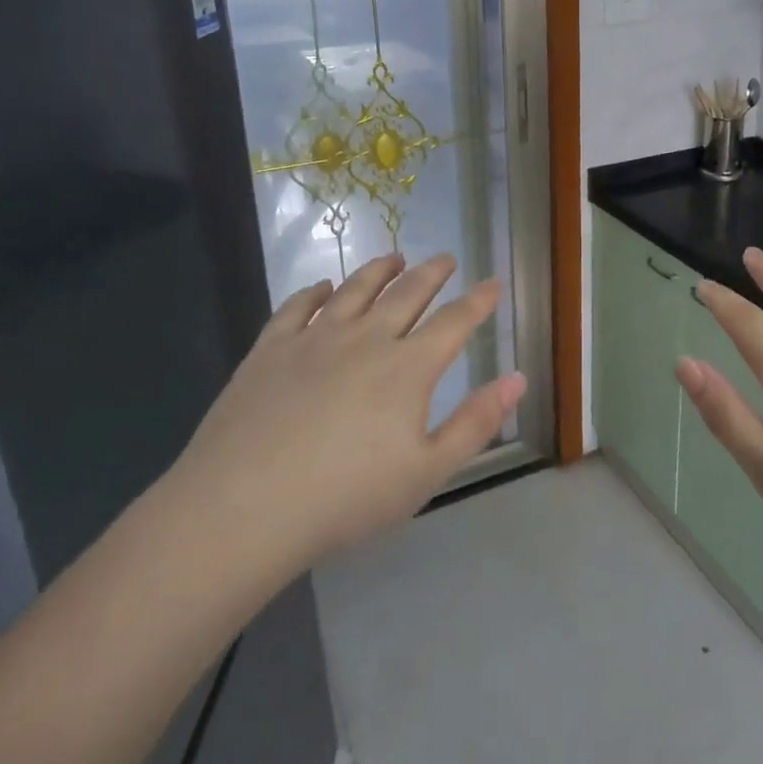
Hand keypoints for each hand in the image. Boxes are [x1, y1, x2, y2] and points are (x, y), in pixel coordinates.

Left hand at [168, 253, 524, 569]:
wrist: (245, 506)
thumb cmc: (346, 497)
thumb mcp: (427, 472)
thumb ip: (476, 423)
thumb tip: (517, 378)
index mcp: (407, 368)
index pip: (453, 322)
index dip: (477, 302)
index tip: (491, 284)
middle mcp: (365, 339)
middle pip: (407, 294)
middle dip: (431, 273)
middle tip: (445, 258)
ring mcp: (315, 338)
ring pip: (355, 290)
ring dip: (379, 270)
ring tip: (394, 257)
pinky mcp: (271, 348)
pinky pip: (298, 307)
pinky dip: (315, 291)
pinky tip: (322, 287)